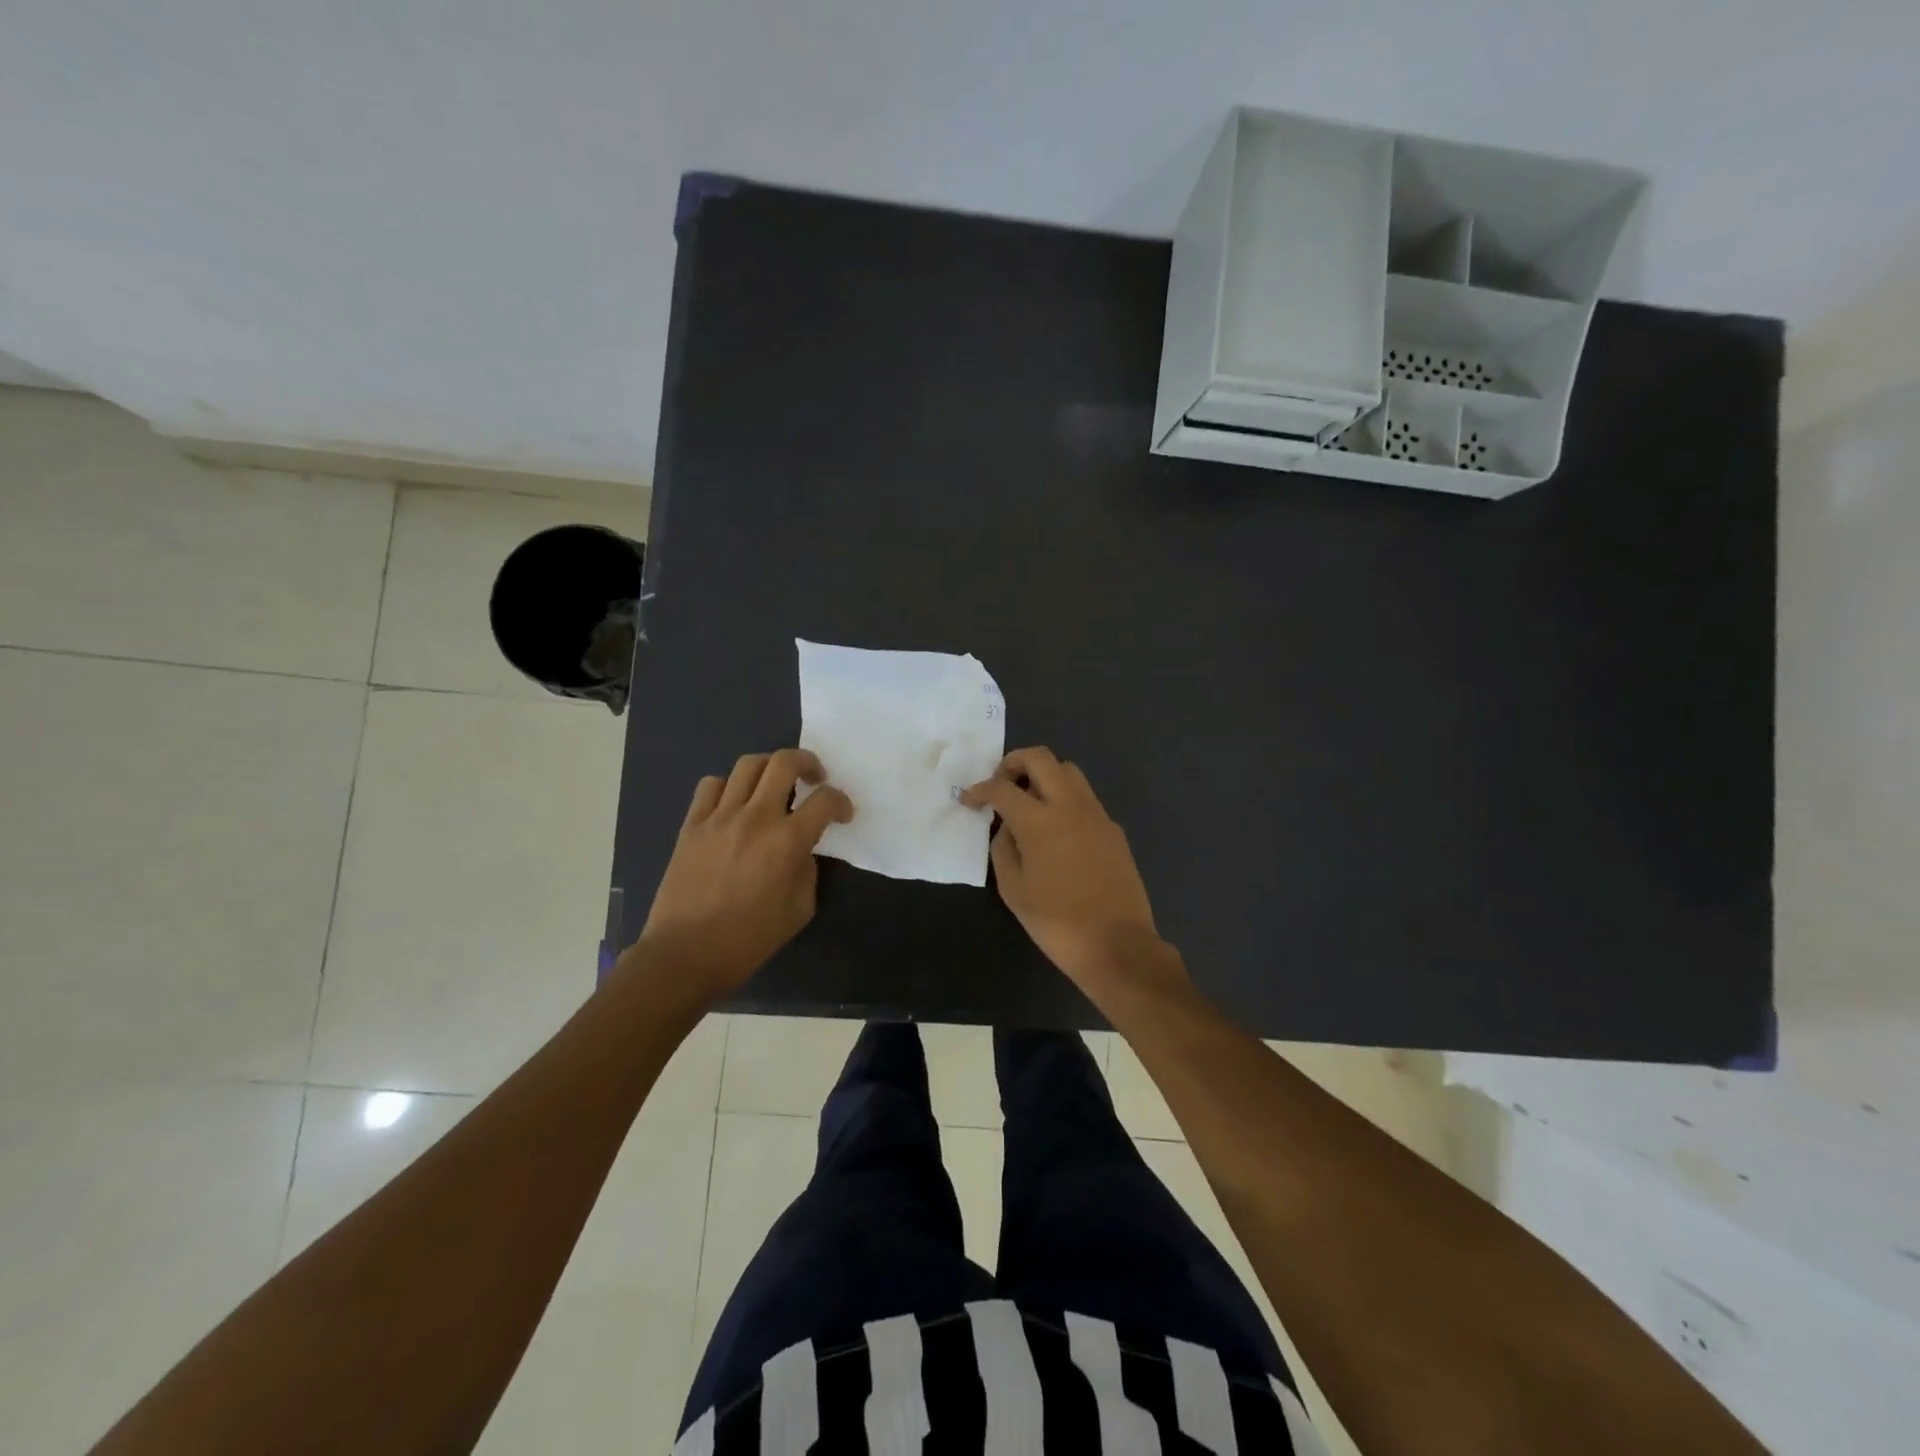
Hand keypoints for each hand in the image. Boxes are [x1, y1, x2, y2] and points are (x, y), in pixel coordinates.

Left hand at [636, 749, 853, 997]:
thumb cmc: (749, 940)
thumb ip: (807, 871)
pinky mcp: (692, 824)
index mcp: (787, 841)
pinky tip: (734, 803)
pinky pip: (711, 786)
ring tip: (774, 784)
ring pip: (748, 765)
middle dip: (808, 762)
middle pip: (785, 762)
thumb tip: (801, 850)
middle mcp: (756, 818)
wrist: (686, 953)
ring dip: (769, 768)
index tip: (842, 814)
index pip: (825, 800)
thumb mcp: (799, 910)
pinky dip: (729, 786)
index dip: (841, 802)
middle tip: (814, 777)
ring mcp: (720, 817)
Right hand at [961, 747, 1181, 1000]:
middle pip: (1040, 758)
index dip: (980, 789)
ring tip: (1029, 804)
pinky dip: (1064, 799)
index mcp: (1040, 821)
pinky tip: (1057, 831)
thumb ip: (1003, 849)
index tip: (969, 800)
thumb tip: (1006, 828)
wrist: (1118, 945)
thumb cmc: (1057, 923)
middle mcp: (1070, 806)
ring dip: (1043, 776)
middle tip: (1001, 785)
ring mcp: (1097, 815)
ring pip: (1068, 771)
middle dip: (1013, 763)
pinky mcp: (1113, 829)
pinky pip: (1085, 798)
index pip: (1002, 787)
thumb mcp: (1014, 890)